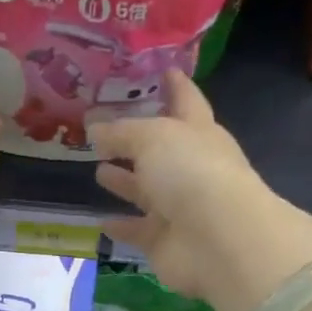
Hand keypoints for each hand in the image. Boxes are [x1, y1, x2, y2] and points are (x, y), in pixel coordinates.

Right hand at [92, 70, 311, 310]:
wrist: (217, 240)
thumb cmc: (191, 172)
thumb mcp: (151, 138)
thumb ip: (120, 132)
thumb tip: (94, 128)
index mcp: (197, 132)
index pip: (185, 100)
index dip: (173, 85)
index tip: (161, 70)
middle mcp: (190, 167)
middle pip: (160, 149)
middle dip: (136, 140)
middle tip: (105, 130)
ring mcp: (179, 207)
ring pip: (146, 190)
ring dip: (125, 181)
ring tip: (97, 170)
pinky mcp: (165, 241)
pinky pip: (138, 230)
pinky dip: (122, 225)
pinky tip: (101, 220)